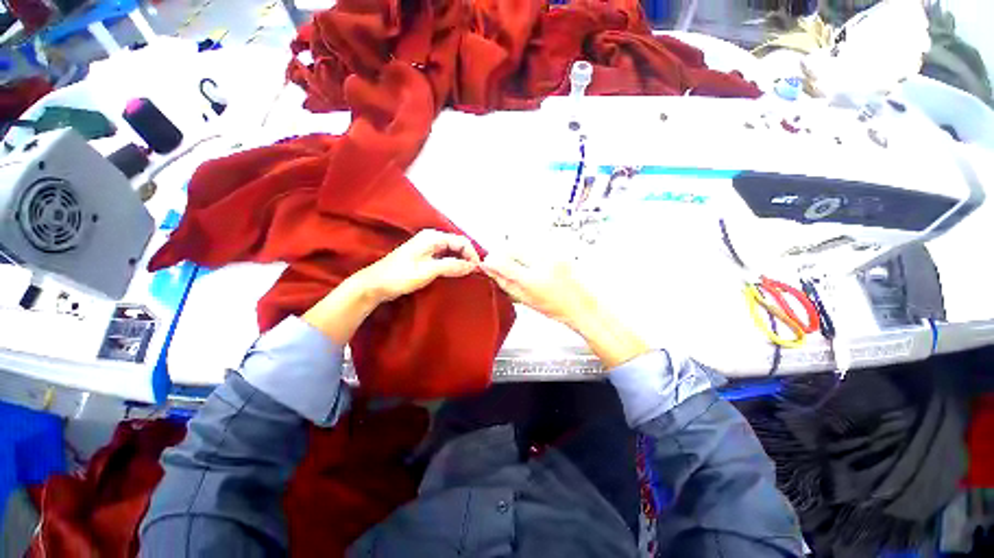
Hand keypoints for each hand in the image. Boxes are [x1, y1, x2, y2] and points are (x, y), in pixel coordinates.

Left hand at [304, 230, 479, 343]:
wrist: (375, 285)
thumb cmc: (400, 276)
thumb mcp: (428, 271)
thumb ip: (451, 266)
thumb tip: (473, 266)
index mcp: (432, 237)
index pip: (461, 241)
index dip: (472, 254)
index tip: (478, 270)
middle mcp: (431, 239)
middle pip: (457, 245)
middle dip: (467, 257)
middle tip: (475, 273)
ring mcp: (427, 248)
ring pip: (451, 252)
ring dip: (460, 261)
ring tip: (467, 274)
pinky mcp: (424, 257)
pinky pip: (444, 257)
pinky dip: (452, 264)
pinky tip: (455, 273)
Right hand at [481, 252, 648, 368]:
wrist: (583, 305)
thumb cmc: (557, 307)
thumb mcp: (526, 300)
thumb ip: (506, 284)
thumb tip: (491, 272)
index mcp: (533, 280)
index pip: (504, 263)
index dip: (492, 261)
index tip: (487, 263)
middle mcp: (543, 263)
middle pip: (513, 247)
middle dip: (503, 253)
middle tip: (501, 263)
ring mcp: (553, 254)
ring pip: (524, 244)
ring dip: (516, 252)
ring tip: (520, 266)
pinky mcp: (559, 250)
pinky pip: (536, 246)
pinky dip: (528, 252)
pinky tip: (533, 264)